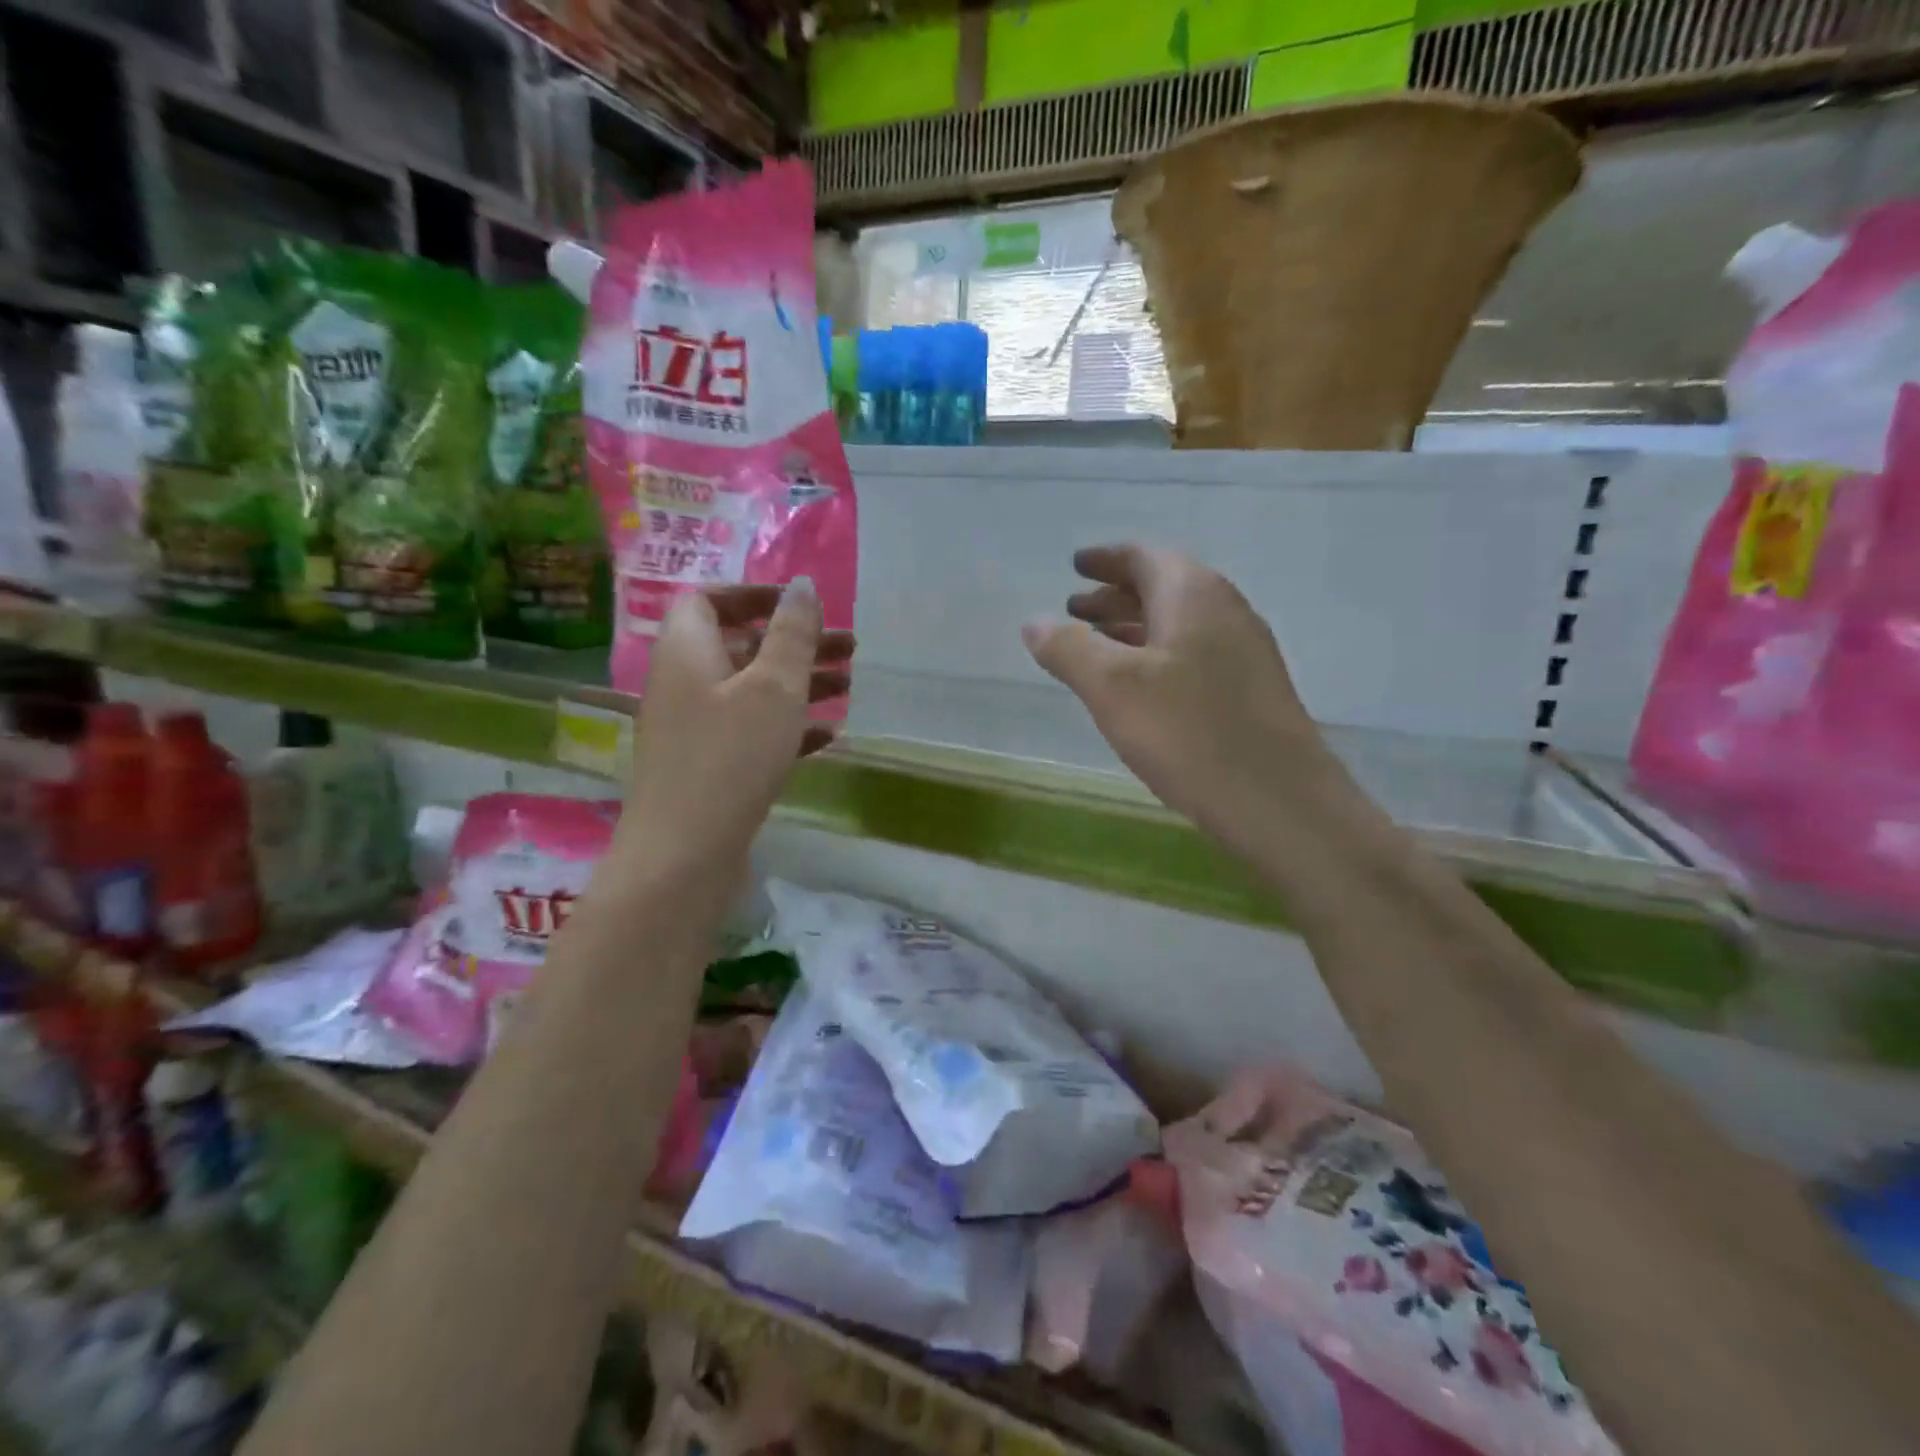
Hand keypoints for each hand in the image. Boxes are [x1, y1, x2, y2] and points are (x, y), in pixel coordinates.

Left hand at [616, 579, 851, 886]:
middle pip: (741, 645)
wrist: (684, 855)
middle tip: (849, 647)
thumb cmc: (731, 758)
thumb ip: (792, 634)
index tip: (801, 607)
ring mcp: (696, 728)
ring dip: (799, 683)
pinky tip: (830, 737)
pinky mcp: (710, 766)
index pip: (708, 599)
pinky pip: (752, 731)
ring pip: (752, 690)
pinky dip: (788, 726)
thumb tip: (802, 585)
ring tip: (850, 686)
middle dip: (795, 642)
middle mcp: (685, 683)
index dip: (754, 595)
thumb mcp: (773, 687)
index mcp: (687, 651)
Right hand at [1022, 546, 1325, 845]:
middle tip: (1075, 610)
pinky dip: (1157, 656)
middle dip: (1114, 596)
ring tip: (1097, 646)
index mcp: (1193, 594)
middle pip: (1162, 588)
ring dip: (1134, 627)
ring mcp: (1245, 652)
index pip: (1144, 557)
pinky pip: (1193, 654)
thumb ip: (1068, 649)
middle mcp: (1225, 611)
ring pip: (1178, 624)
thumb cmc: (1187, 732)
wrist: (1277, 799)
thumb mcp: (1112, 687)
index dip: (1105, 560)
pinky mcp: (1251, 691)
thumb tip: (1034, 622)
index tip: (1075, 565)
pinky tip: (1139, 689)